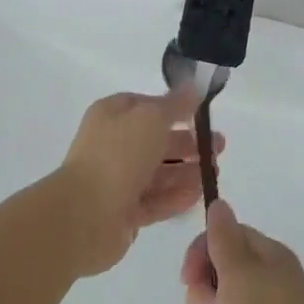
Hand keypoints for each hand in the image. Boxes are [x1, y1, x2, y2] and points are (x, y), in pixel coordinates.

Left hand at [54, 89, 221, 277]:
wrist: (83, 216)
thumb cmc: (117, 155)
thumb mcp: (151, 118)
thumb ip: (175, 105)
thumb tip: (193, 87)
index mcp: (113, 115)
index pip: (147, 106)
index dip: (175, 109)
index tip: (202, 114)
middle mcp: (114, 145)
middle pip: (157, 141)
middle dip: (188, 143)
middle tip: (219, 147)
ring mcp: (118, 181)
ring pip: (159, 172)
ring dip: (187, 171)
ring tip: (215, 172)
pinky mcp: (124, 213)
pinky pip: (156, 200)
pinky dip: (176, 196)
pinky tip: (199, 194)